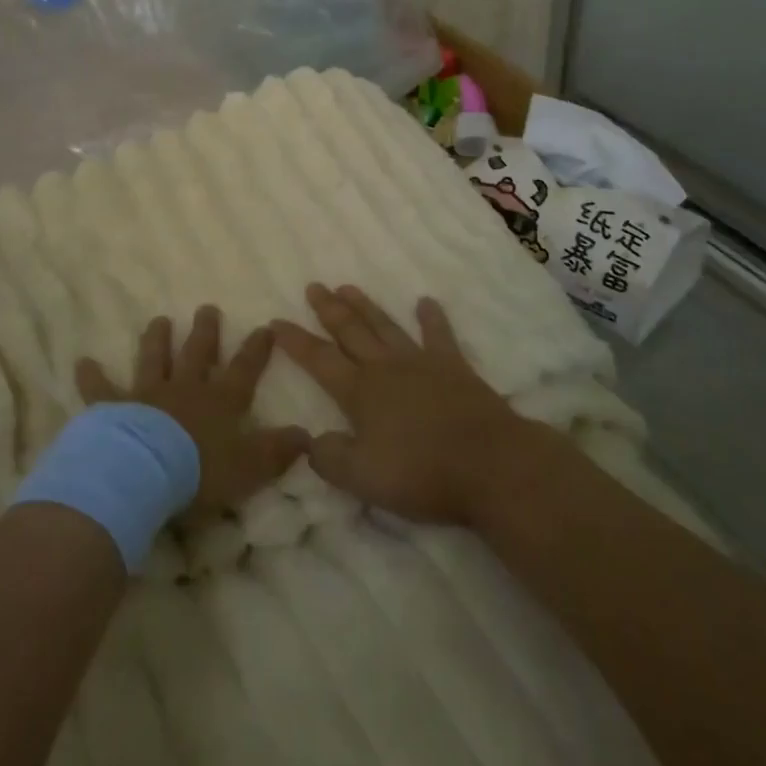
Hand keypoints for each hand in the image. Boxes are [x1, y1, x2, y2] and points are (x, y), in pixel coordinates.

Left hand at [76, 307, 309, 513]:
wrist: (144, 473)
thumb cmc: (200, 472)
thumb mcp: (250, 467)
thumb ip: (277, 451)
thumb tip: (308, 437)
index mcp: (219, 402)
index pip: (244, 370)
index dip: (256, 349)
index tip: (265, 326)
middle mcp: (185, 389)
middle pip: (198, 353)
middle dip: (205, 331)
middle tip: (207, 308)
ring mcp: (147, 394)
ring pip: (155, 359)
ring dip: (157, 340)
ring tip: (159, 320)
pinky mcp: (113, 408)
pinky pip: (101, 389)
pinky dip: (91, 376)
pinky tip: (82, 362)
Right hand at [272, 285, 523, 525]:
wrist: (489, 464)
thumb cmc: (421, 473)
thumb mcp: (362, 478)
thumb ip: (330, 458)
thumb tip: (310, 441)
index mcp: (359, 392)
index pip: (318, 360)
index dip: (295, 341)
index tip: (275, 321)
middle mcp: (385, 368)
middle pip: (351, 332)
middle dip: (329, 310)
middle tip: (314, 287)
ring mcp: (421, 363)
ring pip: (385, 326)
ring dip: (365, 306)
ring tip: (348, 287)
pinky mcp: (454, 368)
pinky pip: (439, 336)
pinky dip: (431, 318)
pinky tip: (425, 302)